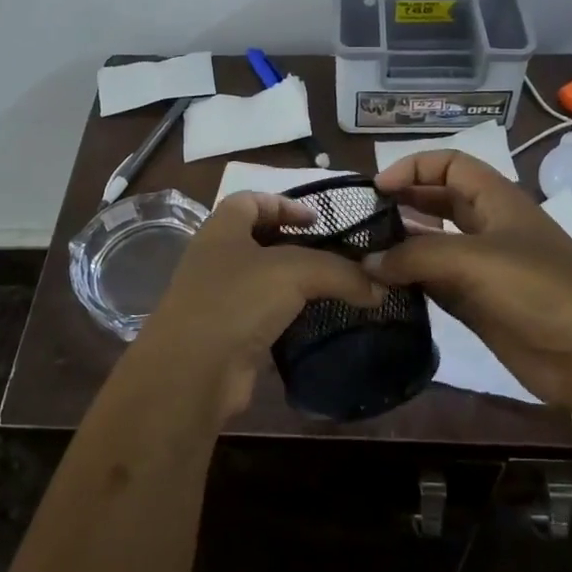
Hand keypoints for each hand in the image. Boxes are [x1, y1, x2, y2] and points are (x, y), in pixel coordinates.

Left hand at [133, 191, 383, 422]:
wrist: (193, 372)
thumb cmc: (237, 300)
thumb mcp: (295, 272)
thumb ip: (340, 272)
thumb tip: (379, 288)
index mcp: (222, 228)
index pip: (252, 199)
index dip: (285, 203)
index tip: (319, 220)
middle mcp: (216, 259)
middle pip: (259, 240)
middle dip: (296, 245)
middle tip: (335, 256)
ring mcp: (219, 299)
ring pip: (263, 281)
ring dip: (295, 285)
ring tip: (334, 290)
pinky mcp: (228, 335)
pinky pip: (264, 317)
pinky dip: (289, 318)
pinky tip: (316, 324)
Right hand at [370, 151, 571, 407]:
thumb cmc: (538, 290)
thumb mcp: (474, 260)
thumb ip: (416, 256)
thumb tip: (367, 262)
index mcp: (496, 200)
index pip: (450, 165)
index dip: (414, 168)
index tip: (376, 189)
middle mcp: (487, 228)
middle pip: (438, 202)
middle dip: (402, 204)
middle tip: (360, 221)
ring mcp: (482, 268)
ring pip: (432, 245)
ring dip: (401, 247)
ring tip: (363, 254)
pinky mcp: (477, 304)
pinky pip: (435, 284)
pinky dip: (409, 282)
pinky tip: (382, 289)